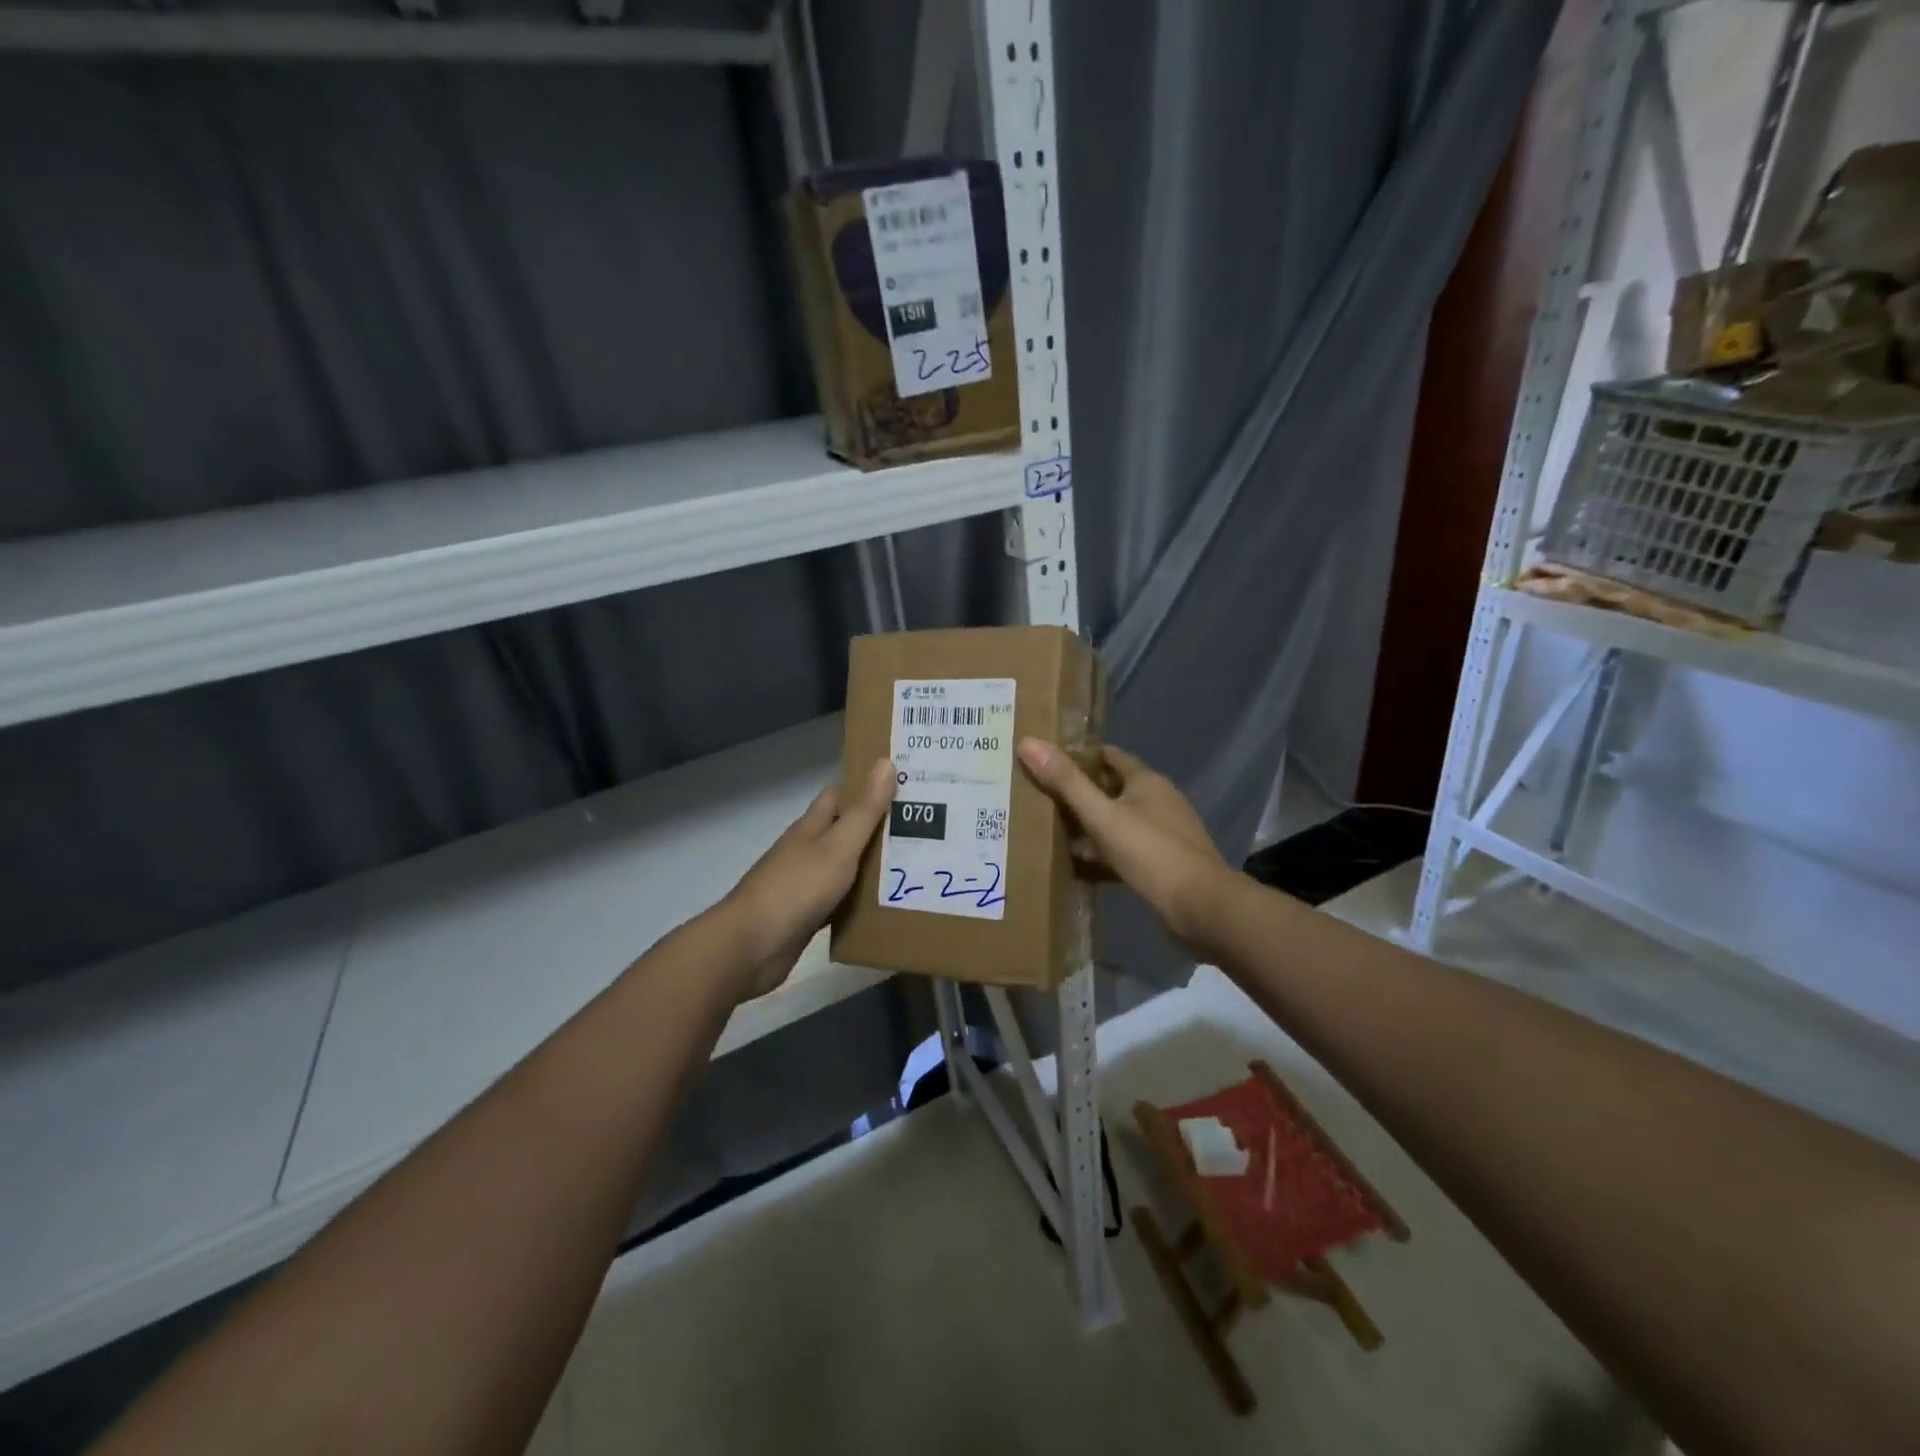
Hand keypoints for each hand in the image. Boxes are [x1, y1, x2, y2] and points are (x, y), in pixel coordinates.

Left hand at [716, 758, 895, 1000]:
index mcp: (811, 827)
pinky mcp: (807, 915)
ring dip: (873, 864)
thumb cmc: (797, 888)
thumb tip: (885, 762)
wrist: (752, 946)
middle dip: (877, 826)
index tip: (902, 782)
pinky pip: (841, 901)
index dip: (866, 785)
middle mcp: (807, 850)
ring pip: (845, 867)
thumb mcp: (838, 846)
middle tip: (922, 825)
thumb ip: (864, 810)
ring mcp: (805, 884)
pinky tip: (887, 903)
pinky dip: (861, 899)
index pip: (839, 795)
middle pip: (845, 831)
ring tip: (917, 862)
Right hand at [1017, 739, 1228, 957]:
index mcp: (1147, 781)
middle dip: (1082, 793)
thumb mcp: (1102, 816)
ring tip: (1054, 833)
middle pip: (1114, 789)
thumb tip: (1028, 742)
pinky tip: (1083, 865)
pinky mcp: (1165, 862)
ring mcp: (1165, 833)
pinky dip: (1105, 853)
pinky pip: (1127, 849)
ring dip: (1093, 825)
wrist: (1202, 907)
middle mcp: (1159, 800)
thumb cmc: (1151, 853)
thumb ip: (1066, 783)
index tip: (1048, 763)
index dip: (1080, 756)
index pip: (1110, 756)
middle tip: (1042, 800)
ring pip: (1120, 821)